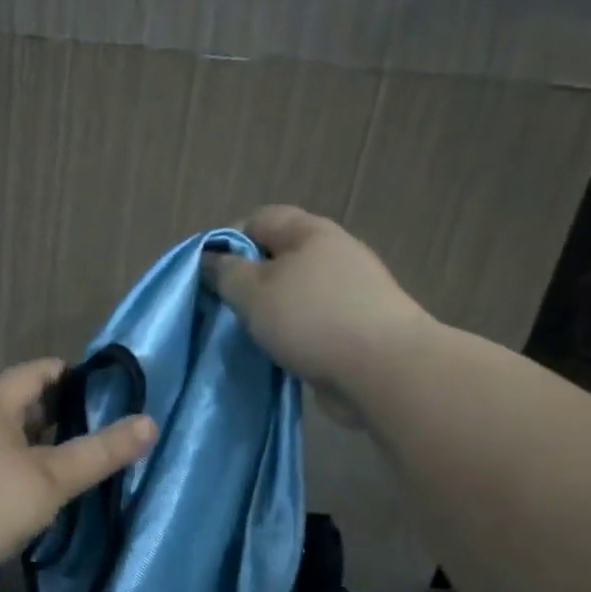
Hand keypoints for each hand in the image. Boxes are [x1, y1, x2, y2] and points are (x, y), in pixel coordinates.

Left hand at [0, 358, 157, 579]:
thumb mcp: (52, 478)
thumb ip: (100, 452)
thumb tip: (150, 423)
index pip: (29, 373)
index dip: (60, 370)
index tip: (90, 380)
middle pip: (14, 405)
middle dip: (51, 409)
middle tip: (88, 420)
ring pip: (2, 438)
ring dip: (33, 441)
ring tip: (66, 455)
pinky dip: (16, 467)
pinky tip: (32, 490)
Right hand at [201, 205, 430, 423]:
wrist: (384, 371)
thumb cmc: (311, 319)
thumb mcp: (252, 291)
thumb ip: (225, 272)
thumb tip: (210, 259)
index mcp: (309, 232)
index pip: (257, 220)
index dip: (226, 242)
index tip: (206, 277)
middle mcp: (333, 253)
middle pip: (277, 257)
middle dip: (247, 281)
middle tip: (224, 309)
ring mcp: (350, 291)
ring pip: (294, 293)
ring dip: (269, 312)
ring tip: (247, 335)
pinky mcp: (357, 326)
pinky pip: (311, 322)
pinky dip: (292, 334)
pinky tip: (278, 353)